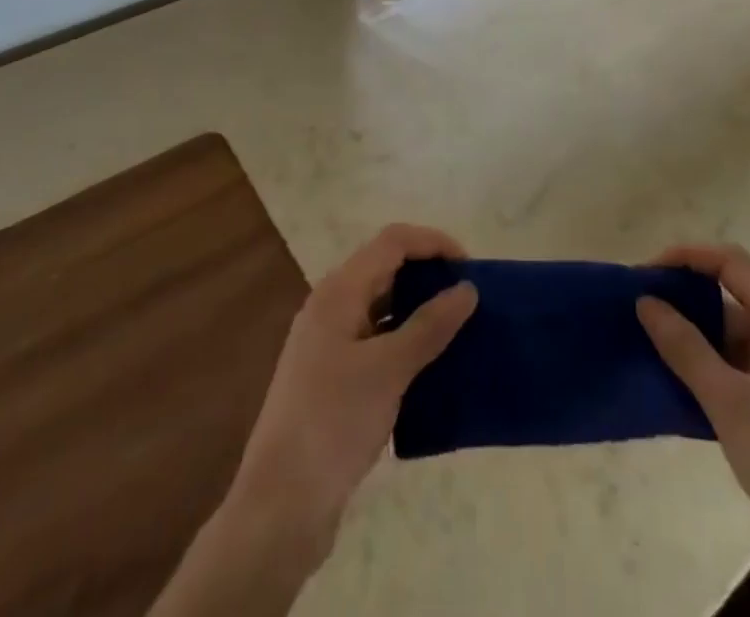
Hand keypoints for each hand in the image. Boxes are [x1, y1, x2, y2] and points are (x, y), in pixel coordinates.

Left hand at [153, 225, 477, 616]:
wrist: (279, 507)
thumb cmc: (333, 423)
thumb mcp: (388, 370)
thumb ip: (430, 326)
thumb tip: (467, 289)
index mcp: (338, 292)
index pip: (392, 242)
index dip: (433, 243)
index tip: (470, 268)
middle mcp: (331, 307)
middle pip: (386, 268)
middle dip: (428, 275)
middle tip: (468, 298)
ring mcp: (329, 344)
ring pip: (382, 306)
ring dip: (419, 310)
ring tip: (458, 329)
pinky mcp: (333, 378)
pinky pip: (377, 341)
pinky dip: (406, 342)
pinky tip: (431, 366)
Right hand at [637, 244, 749, 616]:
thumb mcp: (730, 402)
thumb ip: (685, 347)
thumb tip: (646, 299)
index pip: (730, 262)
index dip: (686, 257)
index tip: (644, 273)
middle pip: (728, 293)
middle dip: (682, 296)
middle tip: (636, 308)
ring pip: (727, 334)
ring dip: (688, 335)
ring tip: (641, 341)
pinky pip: (731, 367)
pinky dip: (701, 367)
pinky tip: (667, 382)